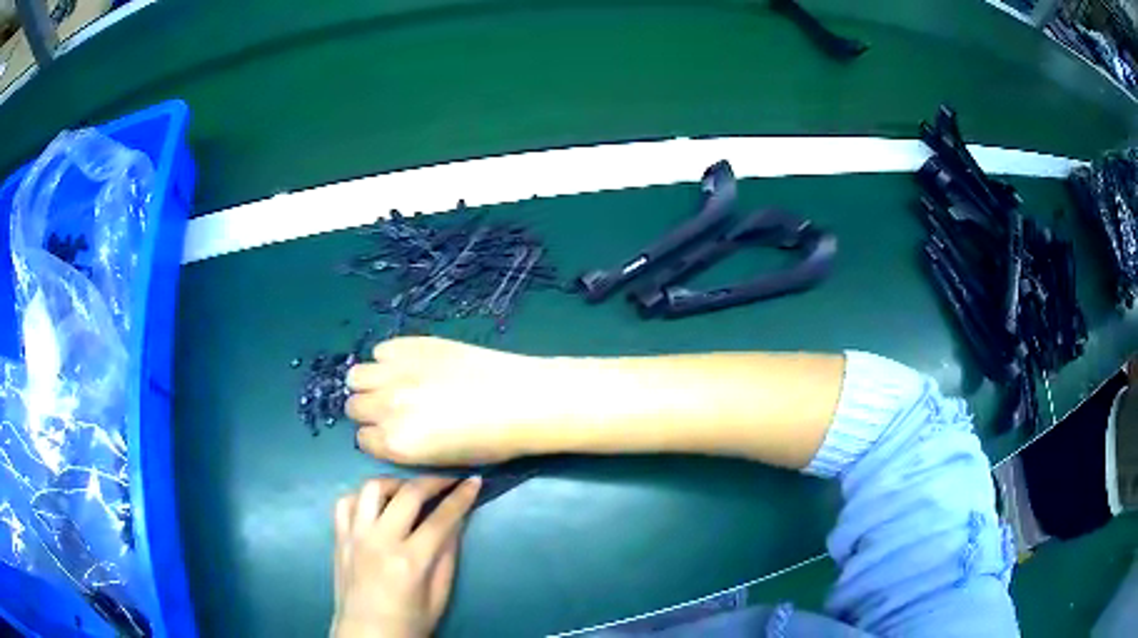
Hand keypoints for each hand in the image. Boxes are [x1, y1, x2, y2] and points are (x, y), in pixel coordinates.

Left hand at [332, 476, 480, 637]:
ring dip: (395, 483)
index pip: (441, 518)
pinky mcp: (339, 538)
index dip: (461, 497)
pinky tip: (376, 505)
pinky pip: (346, 502)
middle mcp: (379, 541)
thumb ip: (447, 557)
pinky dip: (363, 497)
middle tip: (448, 480)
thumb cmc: (409, 623)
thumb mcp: (439, 597)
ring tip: (409, 491)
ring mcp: (354, 536)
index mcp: (410, 561)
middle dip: (433, 481)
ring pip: (372, 488)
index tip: (474, 481)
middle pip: (408, 494)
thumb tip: (456, 522)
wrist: (366, 636)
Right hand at [346, 337, 561, 464]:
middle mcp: (386, 408)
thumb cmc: (491, 442)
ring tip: (394, 383)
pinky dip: (389, 358)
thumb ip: (407, 448)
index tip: (393, 432)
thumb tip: (390, 432)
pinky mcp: (411, 345)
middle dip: (370, 410)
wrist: (522, 399)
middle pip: (354, 406)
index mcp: (396, 443)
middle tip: (395, 408)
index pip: (363, 440)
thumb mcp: (443, 461)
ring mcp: (396, 373)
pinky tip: (411, 364)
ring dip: (370, 382)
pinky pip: (381, 350)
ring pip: (357, 376)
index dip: (378, 437)